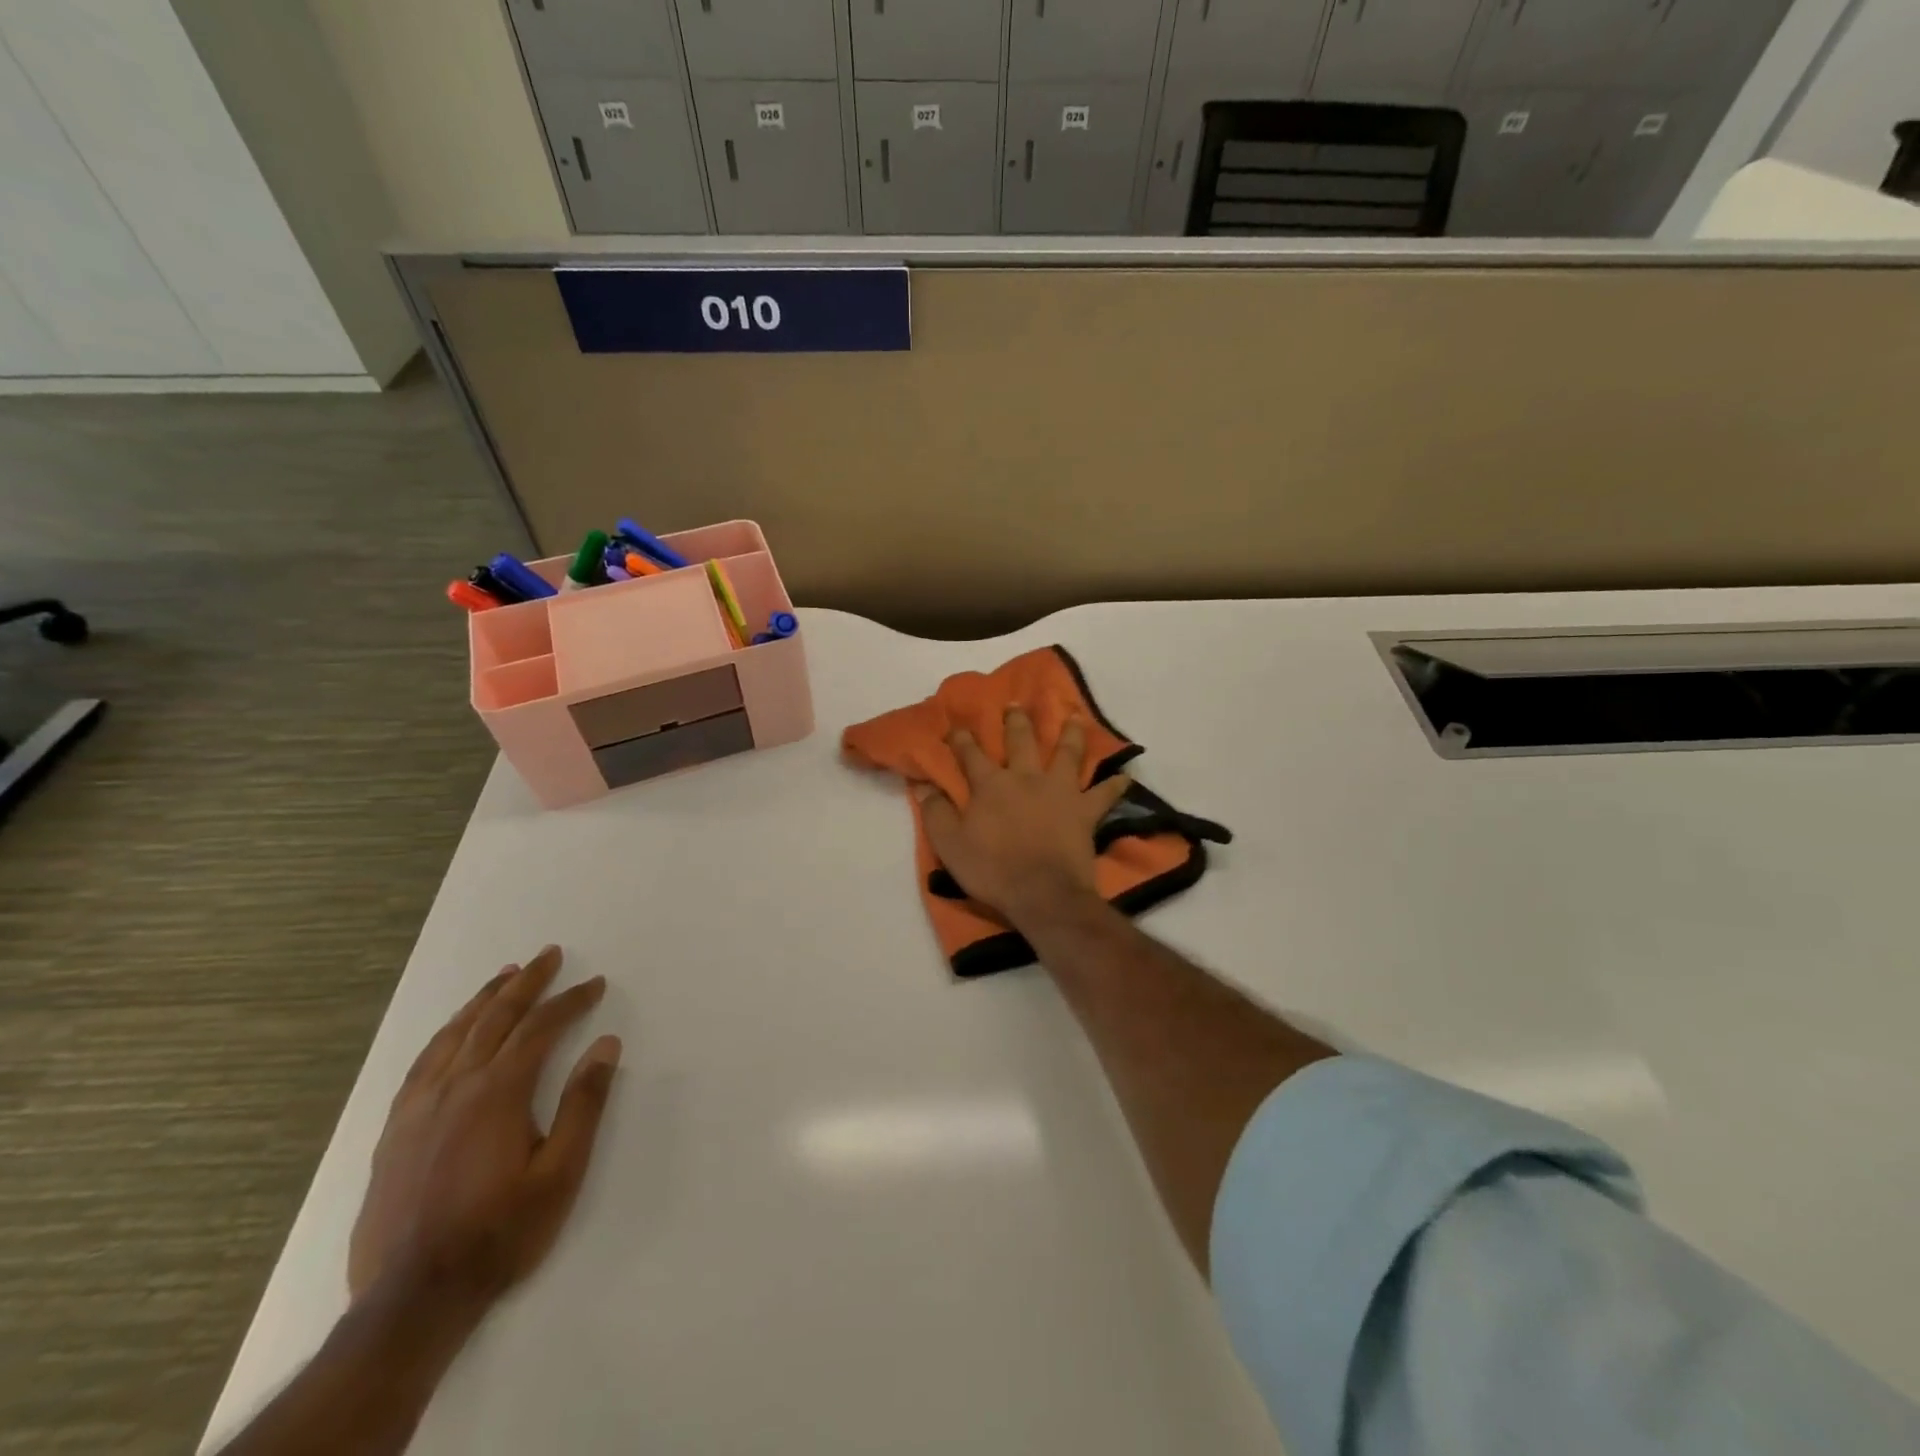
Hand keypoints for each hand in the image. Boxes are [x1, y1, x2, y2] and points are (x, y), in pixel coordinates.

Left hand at [347, 945, 621, 1308]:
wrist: (411, 1300)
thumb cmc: (500, 1233)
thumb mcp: (561, 1173)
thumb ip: (584, 1104)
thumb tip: (606, 1044)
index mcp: (498, 1094)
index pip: (539, 1029)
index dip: (570, 1001)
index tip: (595, 984)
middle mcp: (455, 1088)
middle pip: (494, 1019)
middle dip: (526, 983)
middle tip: (549, 955)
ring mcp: (418, 1109)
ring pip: (453, 1036)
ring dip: (483, 1000)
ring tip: (505, 976)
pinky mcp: (394, 1132)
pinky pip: (422, 1065)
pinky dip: (445, 1036)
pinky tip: (453, 1033)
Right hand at [915, 706, 1129, 926]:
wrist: (1042, 892)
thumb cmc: (992, 869)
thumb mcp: (950, 845)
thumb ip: (936, 812)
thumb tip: (922, 786)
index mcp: (991, 785)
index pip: (971, 754)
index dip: (962, 739)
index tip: (957, 726)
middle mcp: (1026, 778)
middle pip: (1021, 742)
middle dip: (1016, 721)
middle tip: (1016, 704)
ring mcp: (1059, 791)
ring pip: (1067, 754)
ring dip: (1071, 734)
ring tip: (1075, 717)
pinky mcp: (1085, 811)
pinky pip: (1105, 795)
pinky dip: (1116, 785)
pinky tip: (1126, 775)